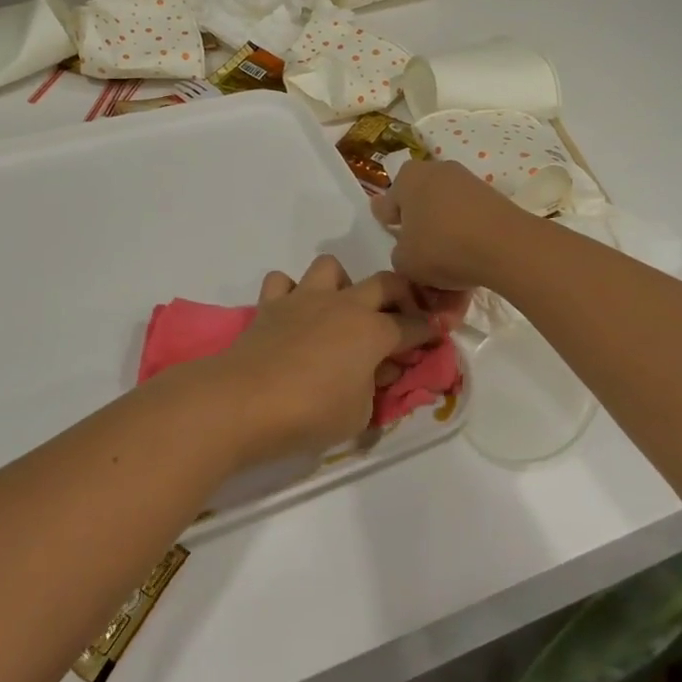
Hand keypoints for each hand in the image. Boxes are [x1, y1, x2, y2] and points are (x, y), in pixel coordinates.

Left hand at [208, 255, 435, 466]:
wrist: (245, 401)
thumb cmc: (310, 413)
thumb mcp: (359, 414)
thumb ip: (374, 388)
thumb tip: (379, 369)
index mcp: (373, 331)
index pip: (413, 326)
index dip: (429, 331)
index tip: (436, 336)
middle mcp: (343, 305)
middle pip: (384, 283)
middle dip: (402, 294)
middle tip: (401, 315)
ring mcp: (304, 299)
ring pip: (330, 267)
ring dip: (341, 283)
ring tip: (339, 310)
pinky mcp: (270, 305)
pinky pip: (282, 282)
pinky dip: (290, 293)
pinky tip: (293, 315)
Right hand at [371, 159, 530, 291]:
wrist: (505, 246)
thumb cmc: (442, 247)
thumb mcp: (405, 261)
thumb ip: (398, 253)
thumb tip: (407, 248)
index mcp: (407, 178)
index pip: (388, 202)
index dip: (387, 222)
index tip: (392, 235)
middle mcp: (436, 170)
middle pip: (419, 203)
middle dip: (417, 226)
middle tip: (418, 253)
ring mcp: (467, 181)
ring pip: (445, 212)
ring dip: (443, 234)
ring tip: (446, 266)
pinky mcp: (492, 196)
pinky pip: (469, 219)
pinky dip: (466, 237)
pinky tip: (468, 262)